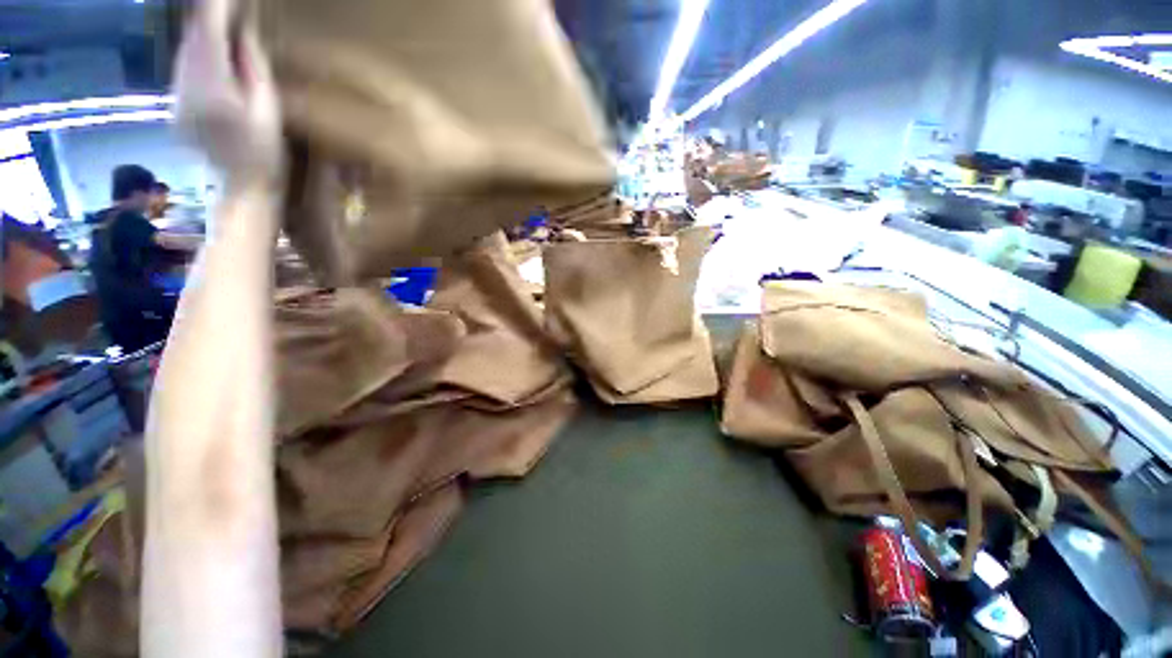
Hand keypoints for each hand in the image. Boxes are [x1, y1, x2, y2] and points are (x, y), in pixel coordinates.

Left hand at [174, 0, 281, 187]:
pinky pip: (186, 63)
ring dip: (205, 31)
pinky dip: (200, 51)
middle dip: (211, 14)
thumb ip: (252, 65)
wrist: (237, 188)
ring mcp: (177, 90)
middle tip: (233, 7)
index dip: (220, 3)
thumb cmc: (263, 154)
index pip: (207, 25)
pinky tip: (216, 54)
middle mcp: (185, 79)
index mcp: (210, 80)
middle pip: (194, 32)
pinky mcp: (177, 100)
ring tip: (227, 23)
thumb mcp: (268, 108)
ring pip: (187, 46)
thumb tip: (243, 30)